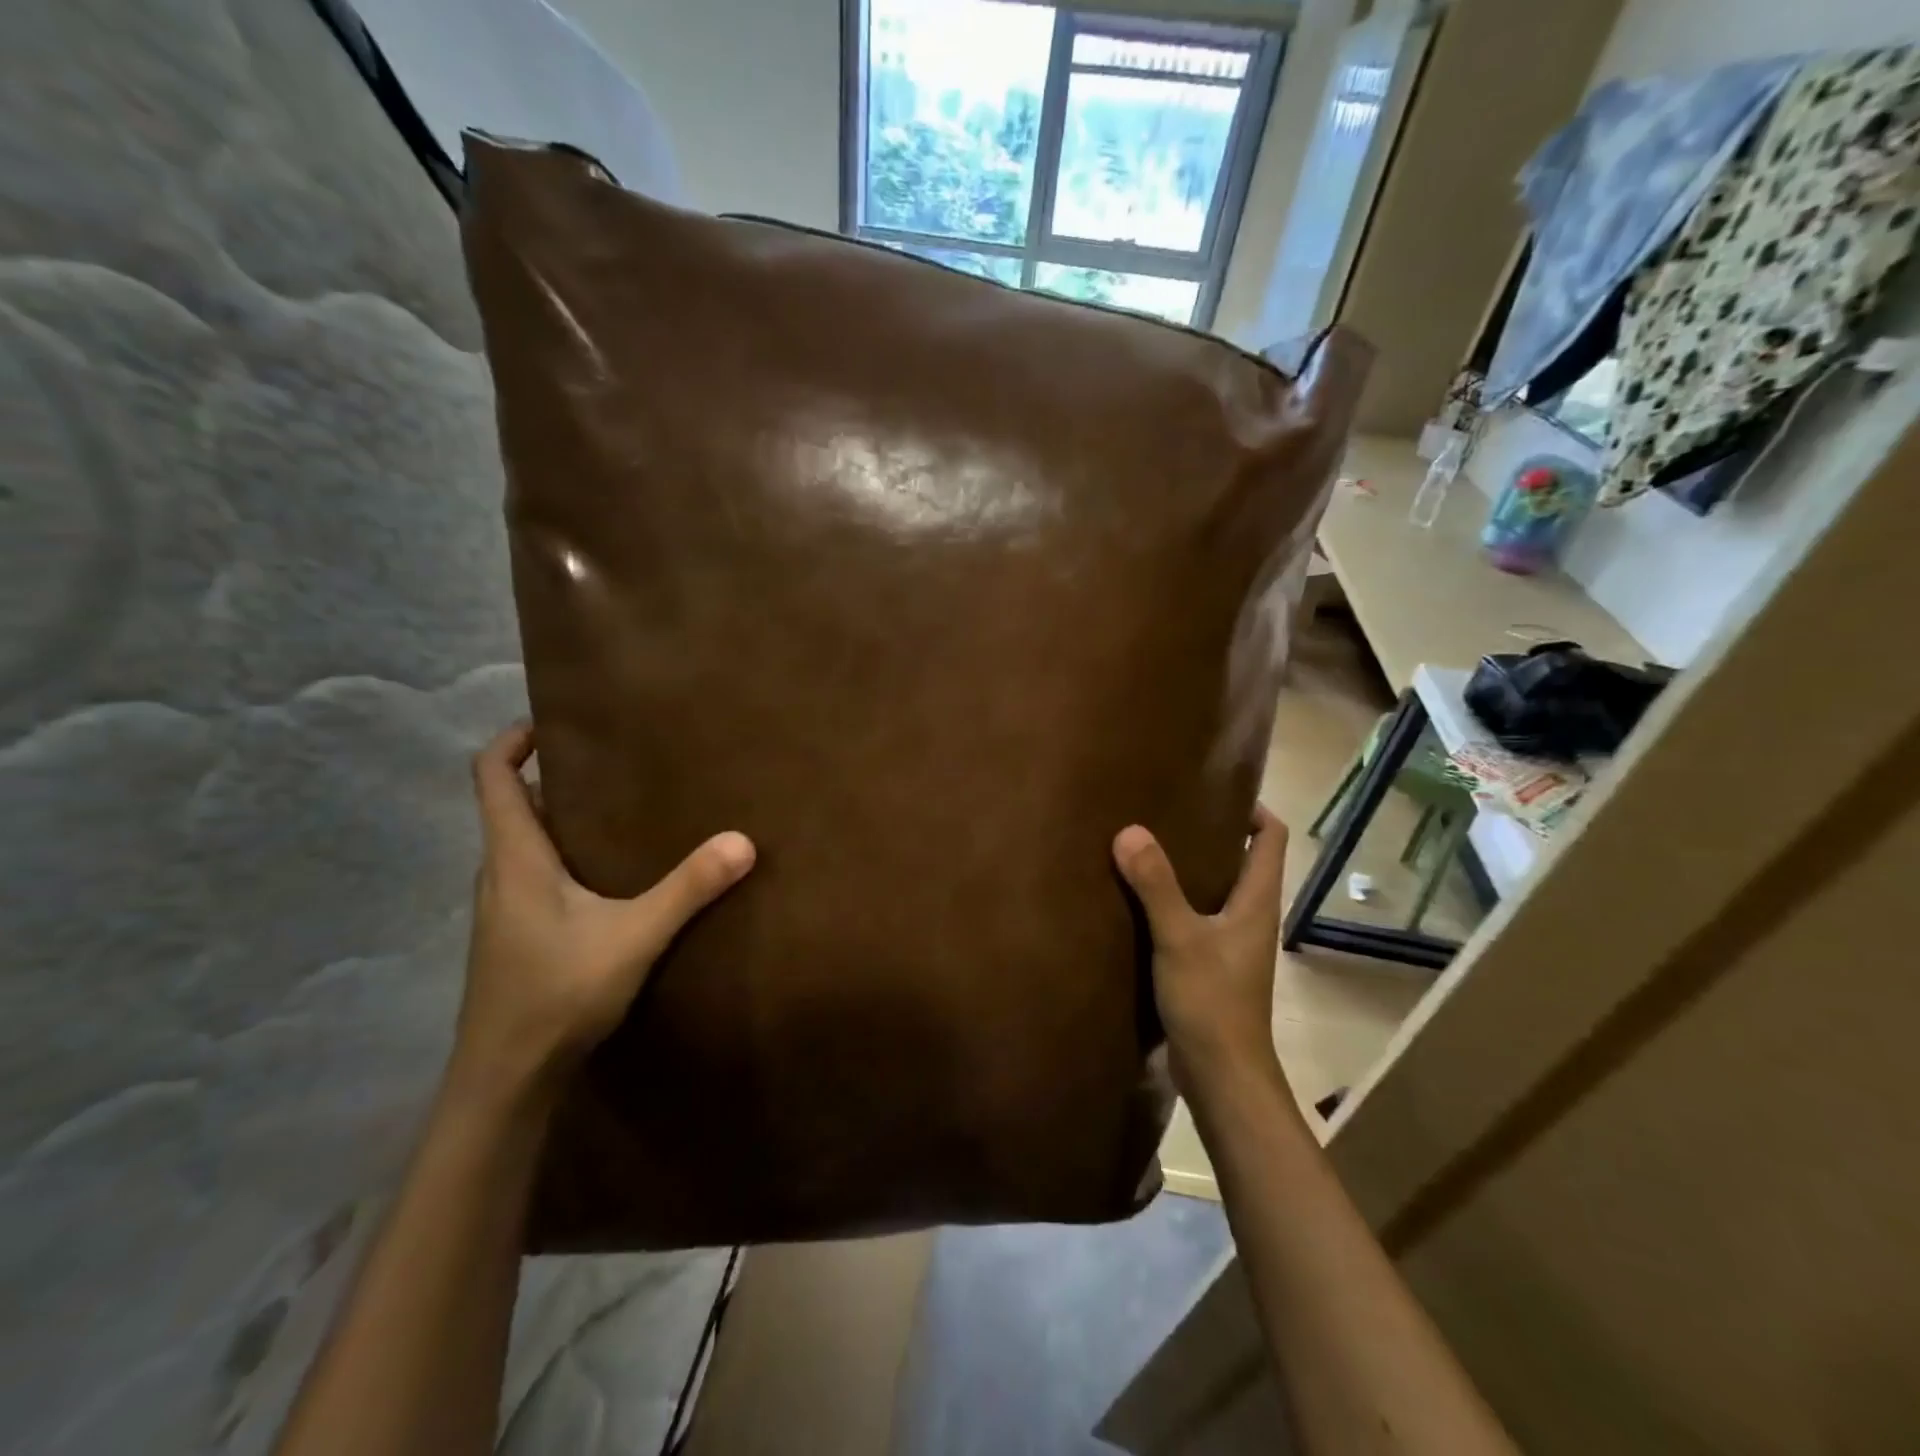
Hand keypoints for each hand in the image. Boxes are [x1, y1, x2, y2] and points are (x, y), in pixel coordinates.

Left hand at [449, 723, 755, 1110]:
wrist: (505, 1080)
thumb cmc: (557, 994)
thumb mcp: (634, 936)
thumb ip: (688, 888)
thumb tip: (743, 840)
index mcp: (515, 858)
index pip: (491, 777)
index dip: (512, 740)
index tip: (555, 721)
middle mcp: (501, 875)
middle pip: (511, 806)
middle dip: (554, 777)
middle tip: (613, 763)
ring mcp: (504, 909)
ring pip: (525, 844)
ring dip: (561, 819)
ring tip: (621, 811)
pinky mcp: (516, 937)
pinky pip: (536, 876)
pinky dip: (566, 857)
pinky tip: (611, 878)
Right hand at [1113, 806, 1288, 1097]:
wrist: (1223, 1076)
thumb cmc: (1212, 1002)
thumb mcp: (1180, 938)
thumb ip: (1155, 885)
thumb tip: (1130, 830)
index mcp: (1257, 901)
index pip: (1272, 837)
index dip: (1252, 808)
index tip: (1212, 789)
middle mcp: (1250, 915)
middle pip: (1243, 859)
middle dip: (1211, 832)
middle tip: (1167, 811)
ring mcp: (1232, 942)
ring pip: (1217, 888)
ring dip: (1189, 867)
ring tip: (1146, 845)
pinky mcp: (1211, 964)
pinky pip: (1196, 916)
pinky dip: (1175, 899)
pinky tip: (1140, 898)